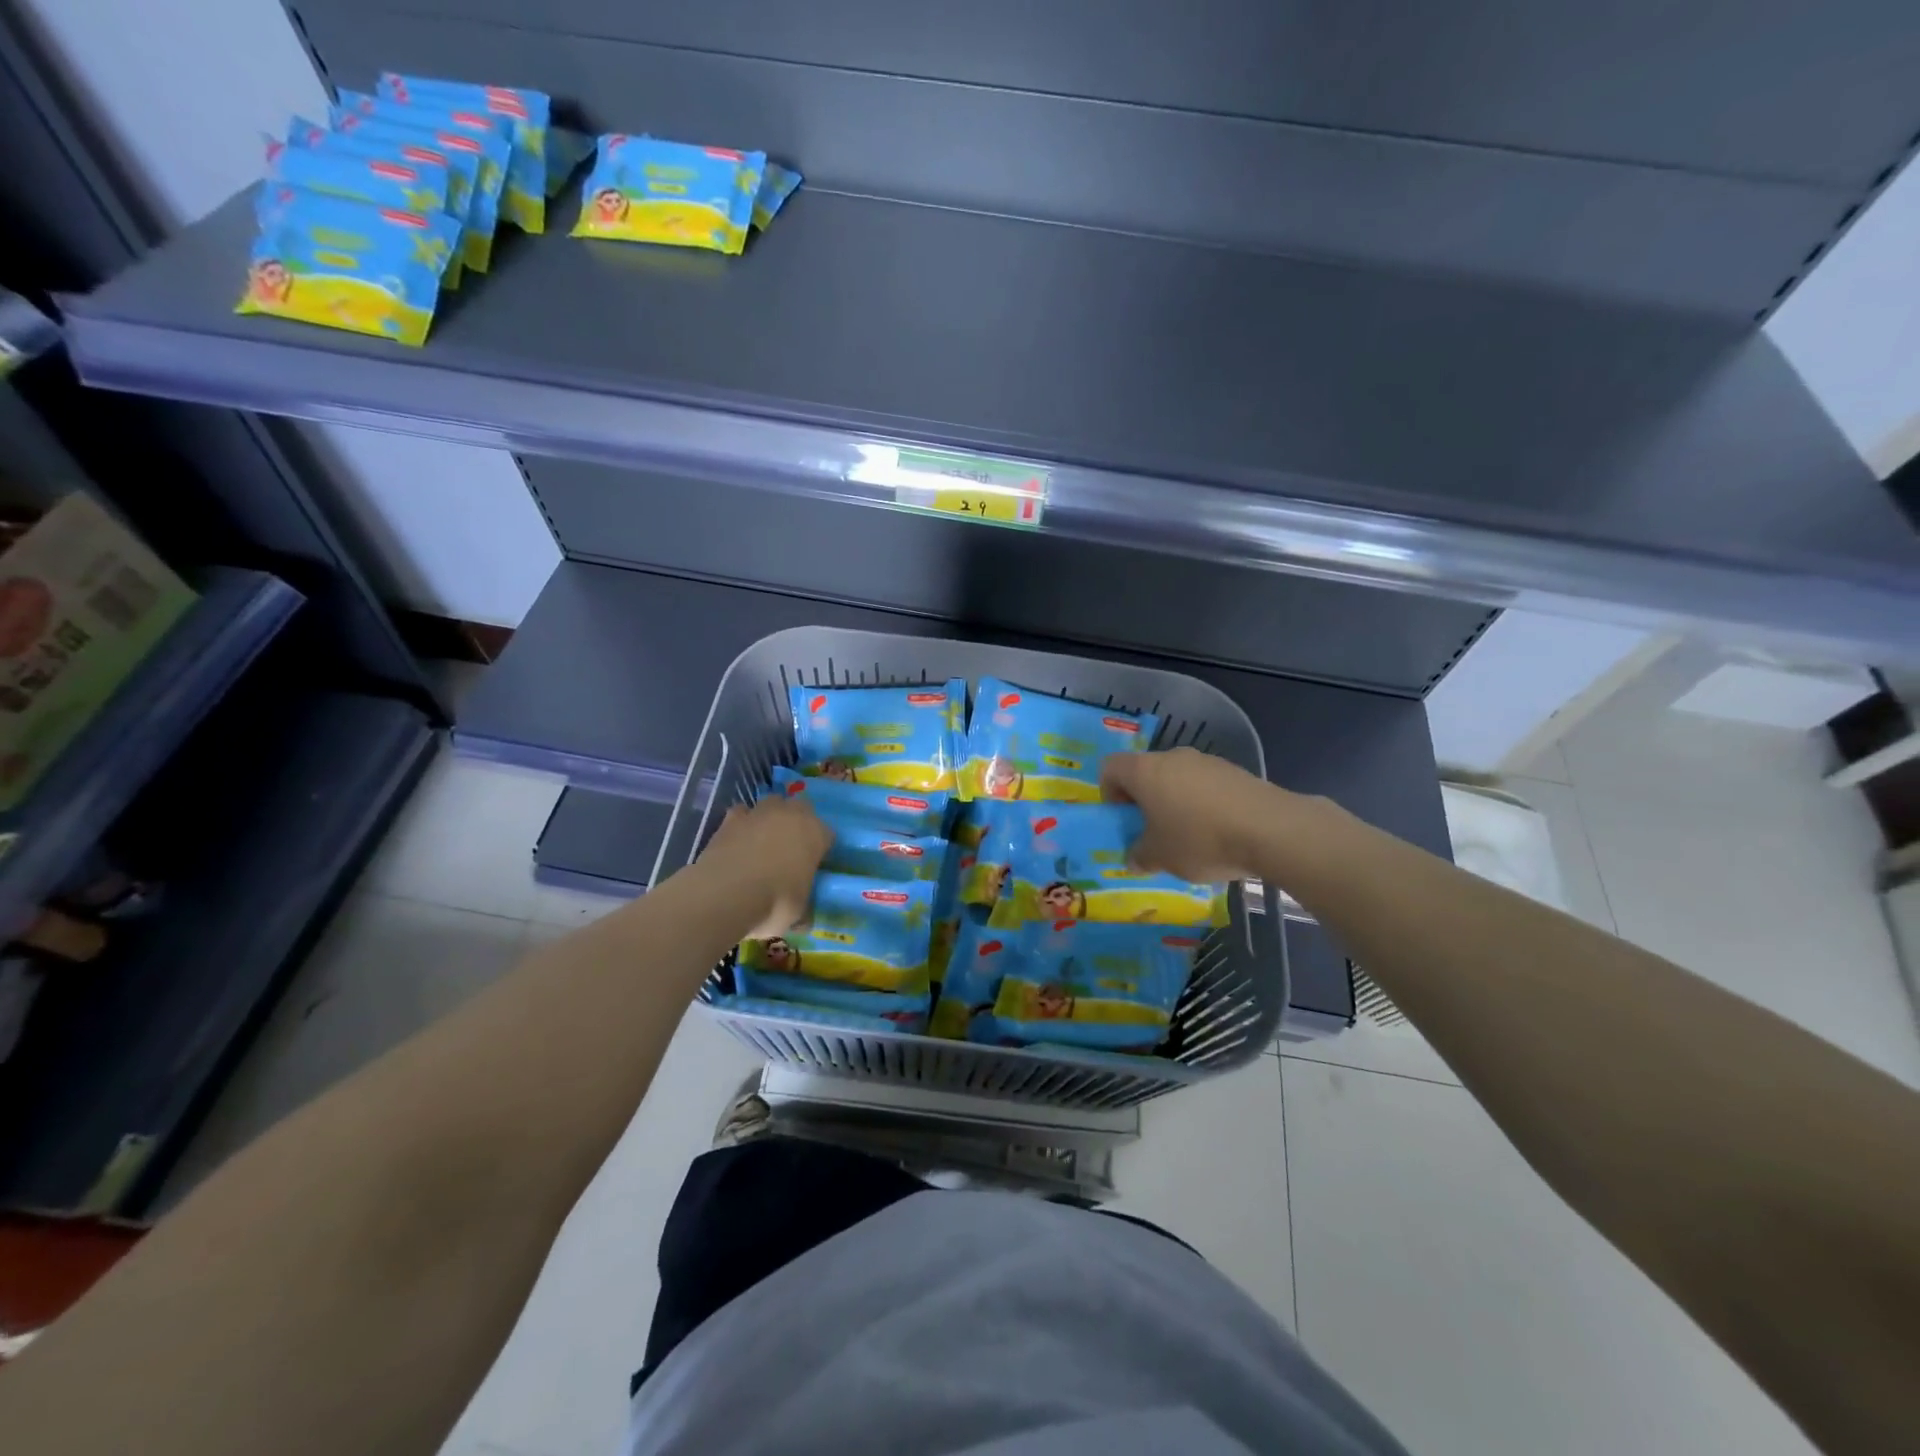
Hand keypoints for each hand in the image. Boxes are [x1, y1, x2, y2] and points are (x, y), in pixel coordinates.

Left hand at [698, 796, 830, 938]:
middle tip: (791, 847)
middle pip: (801, 808)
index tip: (814, 865)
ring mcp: (760, 813)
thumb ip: (804, 910)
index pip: (827, 834)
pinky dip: (742, 824)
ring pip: (771, 804)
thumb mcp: (798, 914)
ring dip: (770, 818)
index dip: (821, 849)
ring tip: (763, 841)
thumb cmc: (774, 903)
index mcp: (816, 834)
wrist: (726, 894)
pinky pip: (742, 814)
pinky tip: (738, 841)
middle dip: (797, 822)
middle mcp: (791, 815)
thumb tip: (804, 922)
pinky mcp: (731, 819)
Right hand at [1100, 747, 1274, 882]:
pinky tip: (1218, 832)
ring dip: (1175, 803)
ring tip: (1189, 837)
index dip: (1109, 794)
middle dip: (1144, 801)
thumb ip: (1140, 856)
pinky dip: (1203, 804)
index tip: (1123, 820)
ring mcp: (1206, 761)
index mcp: (1144, 771)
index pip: (1110, 768)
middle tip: (1153, 833)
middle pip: (1145, 773)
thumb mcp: (1160, 857)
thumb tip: (1134, 858)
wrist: (1270, 830)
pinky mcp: (1234, 771)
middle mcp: (1172, 757)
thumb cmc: (1200, 839)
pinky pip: (1205, 785)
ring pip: (1177, 779)